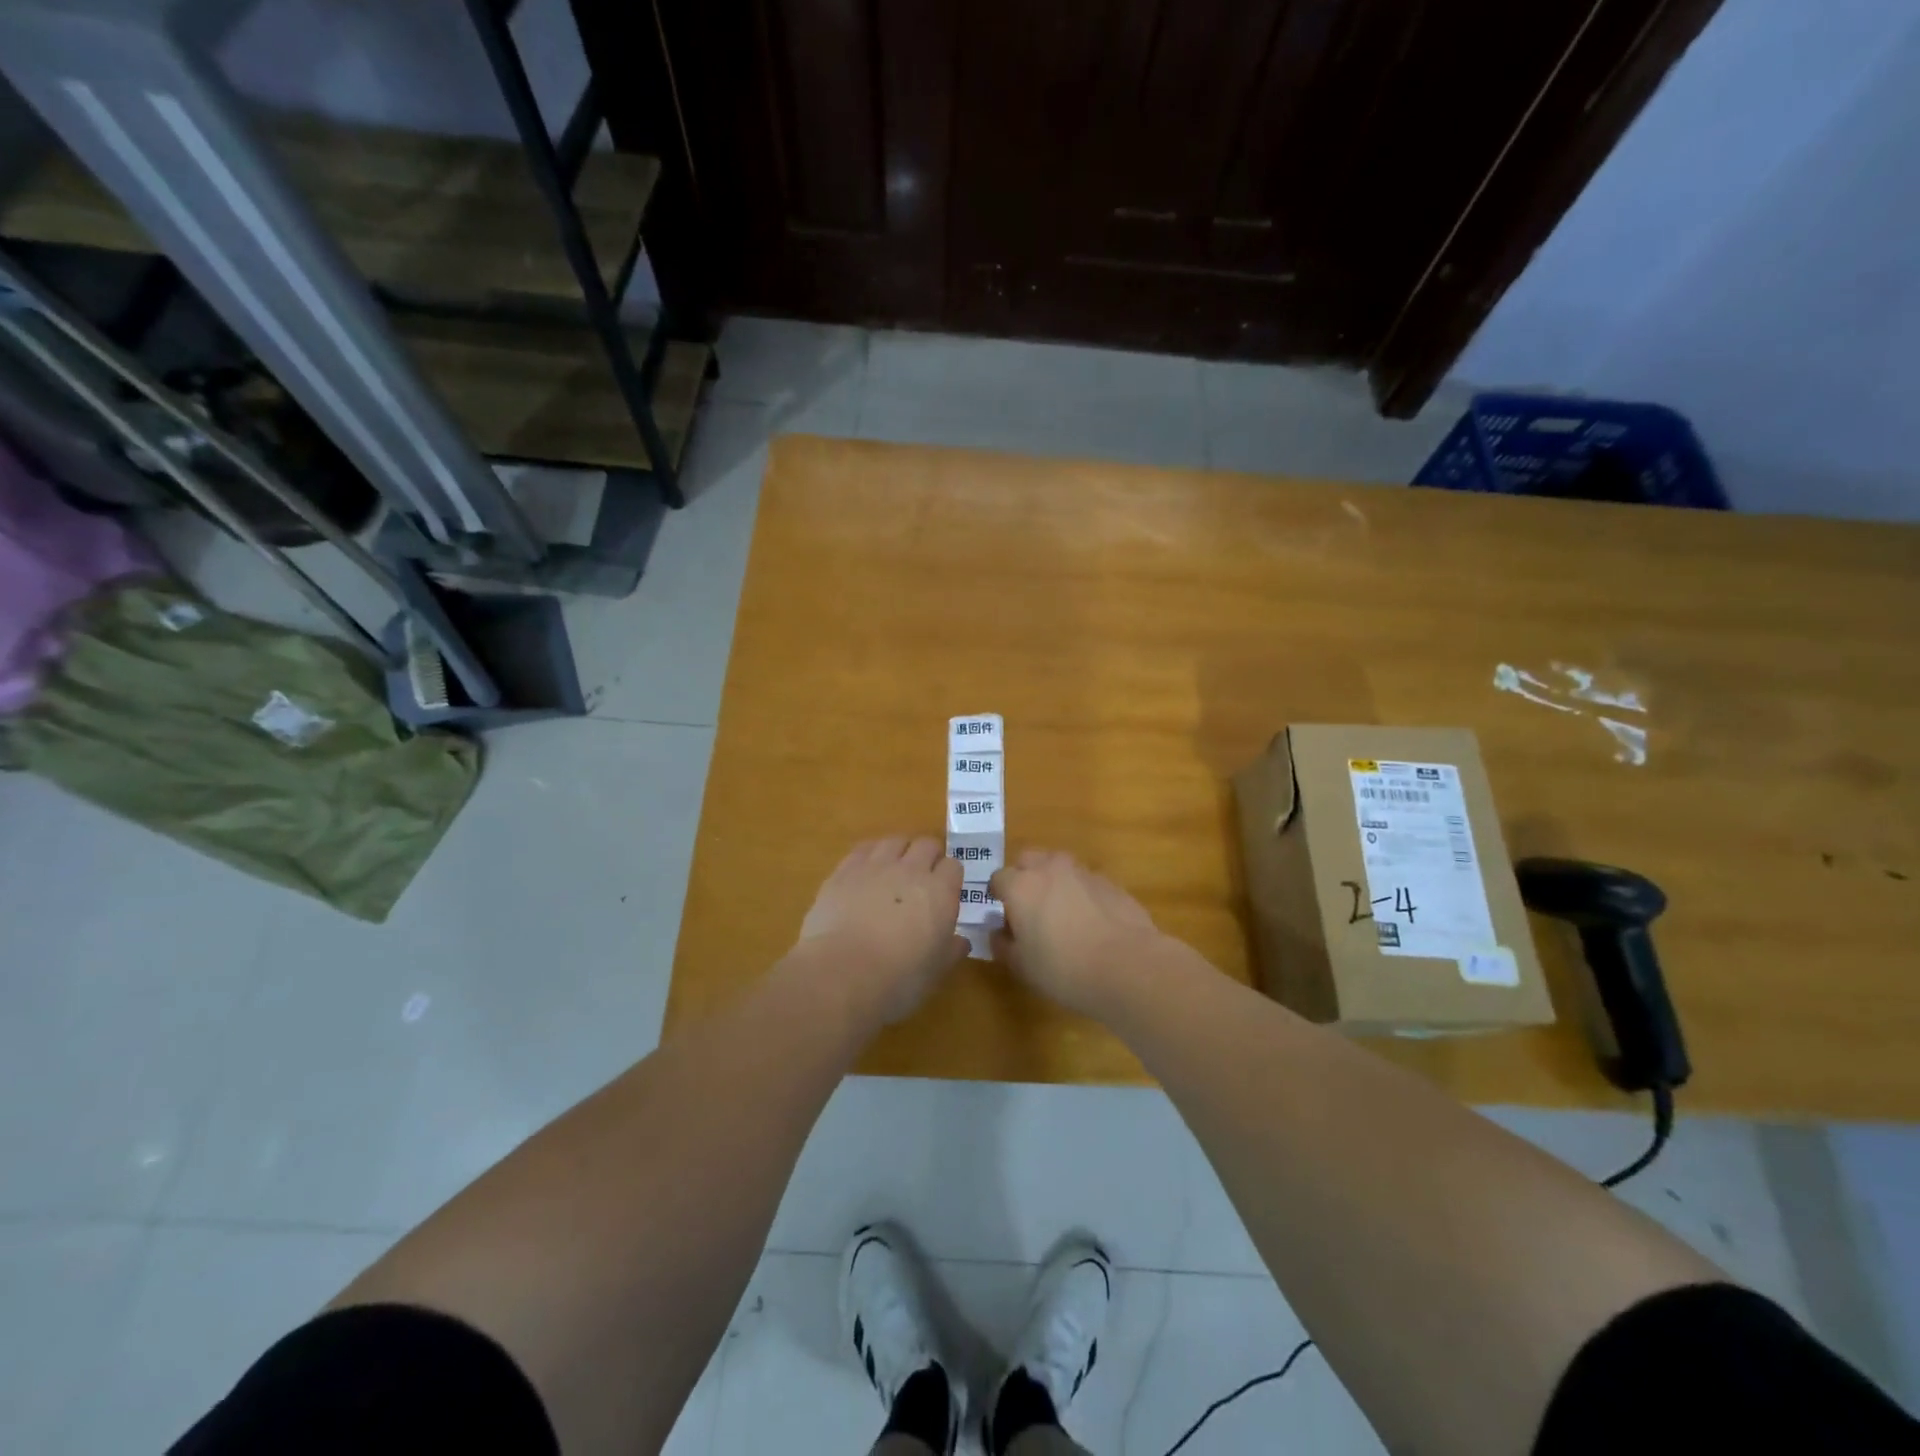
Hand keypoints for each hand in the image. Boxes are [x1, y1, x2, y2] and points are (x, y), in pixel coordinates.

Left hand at [799, 837, 967, 1021]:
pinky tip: (865, 872)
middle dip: (928, 857)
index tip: (945, 893)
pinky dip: (870, 855)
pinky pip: (863, 849)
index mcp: (940, 892)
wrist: (842, 973)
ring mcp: (875, 866)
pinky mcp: (844, 870)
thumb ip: (951, 950)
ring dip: (899, 851)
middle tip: (921, 879)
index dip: (949, 877)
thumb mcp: (935, 971)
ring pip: (894, 841)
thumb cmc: (898, 979)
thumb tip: (961, 941)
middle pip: (926, 845)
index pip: (953, 866)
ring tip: (893, 871)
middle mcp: (911, 870)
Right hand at [989, 850, 1167, 1016]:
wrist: (1127, 966)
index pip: (999, 878)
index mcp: (1021, 886)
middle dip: (1025, 877)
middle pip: (1029, 860)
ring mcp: (1083, 872)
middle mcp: (1050, 869)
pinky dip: (1082, 894)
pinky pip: (1086, 882)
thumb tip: (999, 933)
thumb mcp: (1022, 966)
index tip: (1003, 916)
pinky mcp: (1111, 883)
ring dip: (1054, 882)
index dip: (998, 896)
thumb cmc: (1063, 968)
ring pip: (1060, 867)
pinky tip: (1091, 922)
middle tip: (1029, 908)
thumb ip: (1004, 945)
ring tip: (1062, 914)